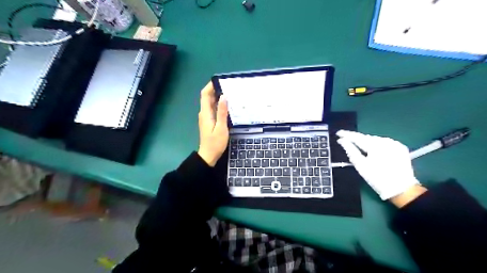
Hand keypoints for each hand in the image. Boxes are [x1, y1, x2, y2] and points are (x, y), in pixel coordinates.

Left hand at [197, 81, 229, 166]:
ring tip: (230, 93)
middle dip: (216, 90)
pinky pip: (213, 109)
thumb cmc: (215, 143)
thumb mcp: (221, 128)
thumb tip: (224, 97)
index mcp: (205, 113)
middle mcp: (204, 113)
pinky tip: (228, 105)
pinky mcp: (209, 121)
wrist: (208, 155)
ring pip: (211, 103)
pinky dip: (219, 105)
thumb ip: (222, 112)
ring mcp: (206, 117)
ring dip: (218, 97)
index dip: (210, 86)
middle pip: (208, 97)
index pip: (205, 95)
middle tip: (229, 86)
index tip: (220, 80)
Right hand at [336, 129, 422, 200]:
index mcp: (375, 145)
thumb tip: (342, 141)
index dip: (347, 134)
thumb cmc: (377, 178)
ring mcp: (394, 144)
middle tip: (346, 141)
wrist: (401, 189)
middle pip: (367, 138)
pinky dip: (377, 145)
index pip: (357, 137)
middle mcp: (386, 141)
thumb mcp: (360, 165)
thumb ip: (350, 150)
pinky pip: (384, 143)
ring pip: (375, 140)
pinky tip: (373, 151)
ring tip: (359, 146)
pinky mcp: (400, 148)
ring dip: (366, 142)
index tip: (338, 133)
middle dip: (357, 139)